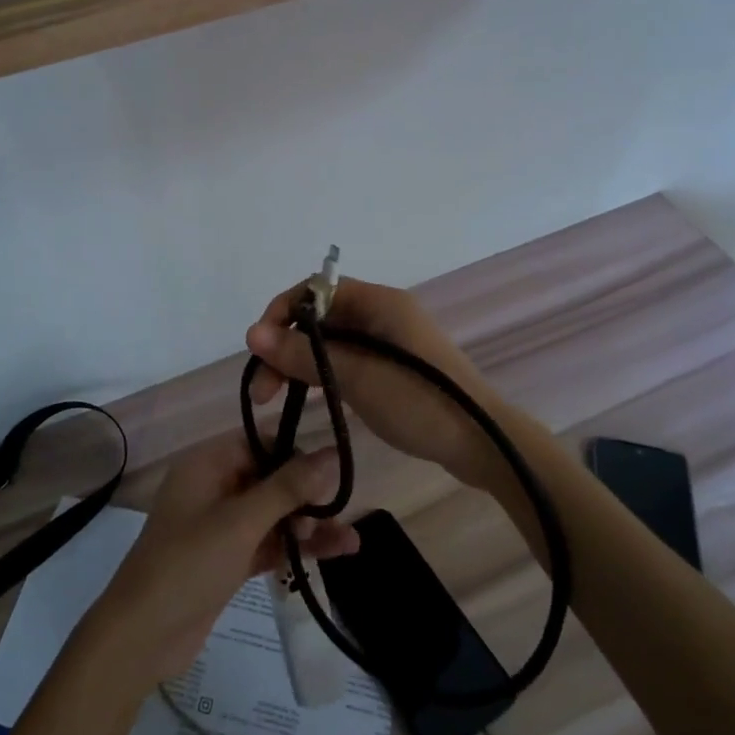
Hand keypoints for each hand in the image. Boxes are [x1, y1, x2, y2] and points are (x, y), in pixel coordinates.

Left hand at [81, 437, 359, 689]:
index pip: (259, 441)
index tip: (337, 463)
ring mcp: (221, 525)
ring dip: (309, 524)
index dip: (297, 450)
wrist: (142, 637)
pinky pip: (269, 542)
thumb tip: (331, 452)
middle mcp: (214, 487)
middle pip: (270, 478)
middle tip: (342, 508)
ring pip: (274, 513)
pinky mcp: (229, 558)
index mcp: (207, 464)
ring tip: (350, 538)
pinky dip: (296, 546)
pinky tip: (335, 552)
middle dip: (308, 493)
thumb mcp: (241, 522)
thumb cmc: (188, 564)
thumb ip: (288, 488)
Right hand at [246, 277, 506, 489]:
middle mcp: (381, 313)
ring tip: (274, 399)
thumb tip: (251, 334)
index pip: (315, 290)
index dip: (281, 313)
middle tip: (262, 389)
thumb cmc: (420, 402)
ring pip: (329, 342)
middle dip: (285, 346)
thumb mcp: (356, 377)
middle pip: (319, 318)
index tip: (259, 349)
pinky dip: (322, 374)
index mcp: (378, 302)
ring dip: (299, 363)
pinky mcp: (391, 368)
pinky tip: (307, 397)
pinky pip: (345, 360)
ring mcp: (388, 341)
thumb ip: (304, 355)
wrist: (483, 444)